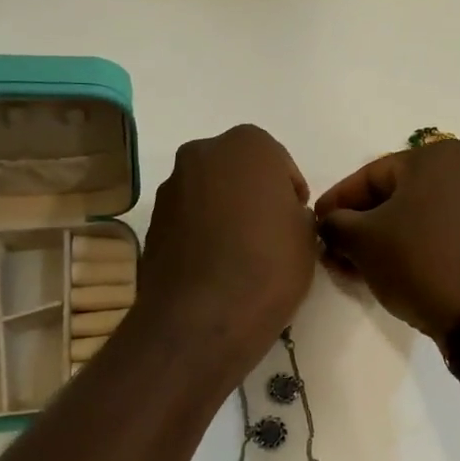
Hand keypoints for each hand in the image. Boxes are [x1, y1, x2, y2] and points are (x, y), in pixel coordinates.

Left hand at [135, 125, 317, 379]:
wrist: (203, 316)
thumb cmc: (269, 265)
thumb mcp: (307, 236)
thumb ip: (295, 214)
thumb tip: (281, 219)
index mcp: (247, 145)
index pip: (278, 163)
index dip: (289, 194)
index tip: (294, 223)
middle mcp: (202, 154)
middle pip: (236, 171)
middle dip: (251, 196)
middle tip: (268, 234)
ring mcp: (171, 187)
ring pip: (208, 193)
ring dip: (223, 213)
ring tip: (239, 255)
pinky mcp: (152, 221)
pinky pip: (186, 220)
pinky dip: (200, 234)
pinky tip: (214, 267)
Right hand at [315, 140, 459, 338]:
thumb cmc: (418, 261)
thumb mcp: (361, 240)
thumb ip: (335, 223)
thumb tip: (330, 223)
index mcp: (437, 156)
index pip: (370, 176)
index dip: (337, 202)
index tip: (315, 224)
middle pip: (396, 194)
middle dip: (360, 224)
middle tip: (333, 249)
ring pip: (418, 214)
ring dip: (383, 237)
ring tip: (355, 265)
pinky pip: (441, 229)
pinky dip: (413, 243)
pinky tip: (389, 268)